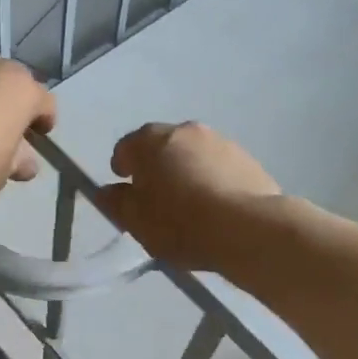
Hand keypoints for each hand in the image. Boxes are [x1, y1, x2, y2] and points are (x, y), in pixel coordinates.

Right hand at [94, 121, 280, 268]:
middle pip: (161, 147)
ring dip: (185, 172)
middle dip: (155, 167)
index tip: (127, 190)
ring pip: (192, 155)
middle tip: (156, 199)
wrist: (249, 228)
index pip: (126, 147)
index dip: (122, 168)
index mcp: (151, 140)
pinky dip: (211, 180)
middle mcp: (185, 130)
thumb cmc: (181, 223)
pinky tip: (215, 208)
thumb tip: (108, 192)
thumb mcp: (136, 221)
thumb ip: (117, 203)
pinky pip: (218, 167)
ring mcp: (220, 141)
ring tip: (189, 206)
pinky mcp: (247, 158)